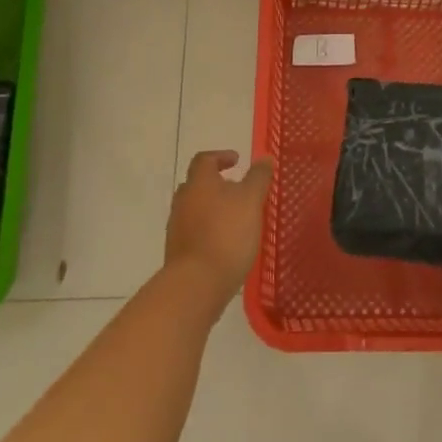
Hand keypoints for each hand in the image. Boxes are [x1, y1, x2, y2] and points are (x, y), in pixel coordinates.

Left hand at [164, 150, 273, 305]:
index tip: (237, 160)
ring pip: (194, 209)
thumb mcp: (251, 200)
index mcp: (199, 182)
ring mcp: (177, 227)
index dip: (220, 156)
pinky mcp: (178, 252)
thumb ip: (258, 178)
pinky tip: (225, 244)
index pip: (205, 159)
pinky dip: (208, 230)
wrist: (196, 284)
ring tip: (235, 219)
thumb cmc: (226, 234)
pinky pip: (193, 232)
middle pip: (197, 184)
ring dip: (212, 208)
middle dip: (216, 184)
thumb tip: (264, 158)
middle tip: (237, 190)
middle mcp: (183, 200)